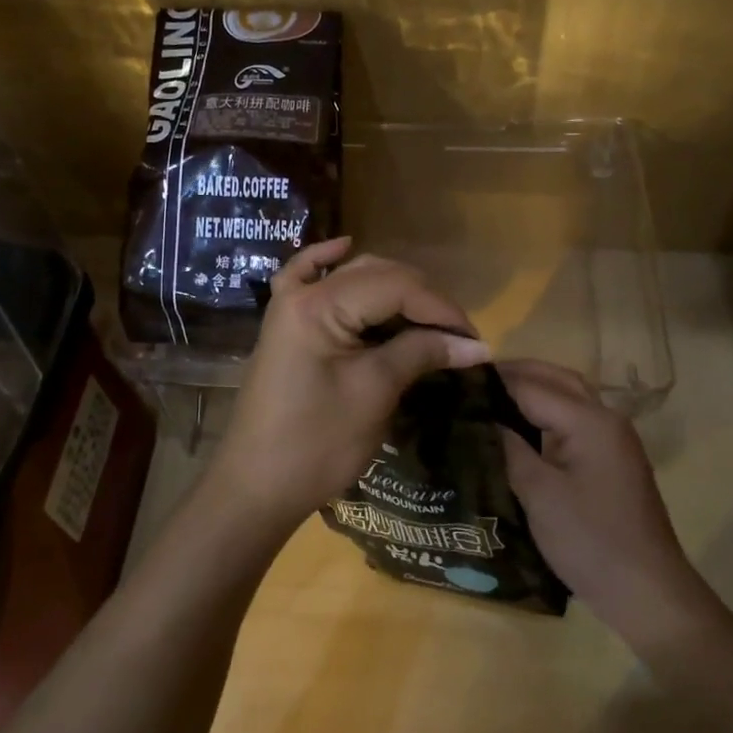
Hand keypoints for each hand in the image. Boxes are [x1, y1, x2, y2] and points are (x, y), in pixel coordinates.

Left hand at [209, 237, 490, 532]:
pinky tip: (344, 246)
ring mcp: (288, 306)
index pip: (395, 287)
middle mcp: (301, 293)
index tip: (474, 339)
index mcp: (319, 305)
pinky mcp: (285, 325)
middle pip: (375, 275)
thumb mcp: (374, 393)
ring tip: (429, 318)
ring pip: (351, 277)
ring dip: (392, 289)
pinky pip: (305, 278)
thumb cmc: (316, 444)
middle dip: (422, 300)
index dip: (440, 309)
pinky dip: (327, 261)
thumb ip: (421, 354)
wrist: (257, 486)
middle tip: (457, 336)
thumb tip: (476, 346)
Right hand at [498, 360, 712, 648]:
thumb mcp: (539, 494)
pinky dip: (548, 410)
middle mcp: (606, 418)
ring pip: (569, 396)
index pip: (531, 386)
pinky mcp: (613, 458)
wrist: (647, 592)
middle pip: (556, 379)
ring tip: (491, 396)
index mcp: (589, 421)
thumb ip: (509, 448)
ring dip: (533, 389)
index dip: (493, 382)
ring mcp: (614, 438)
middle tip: (472, 381)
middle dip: (516, 374)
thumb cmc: (590, 541)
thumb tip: (480, 418)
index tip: (454, 380)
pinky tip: (521, 426)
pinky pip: (576, 418)